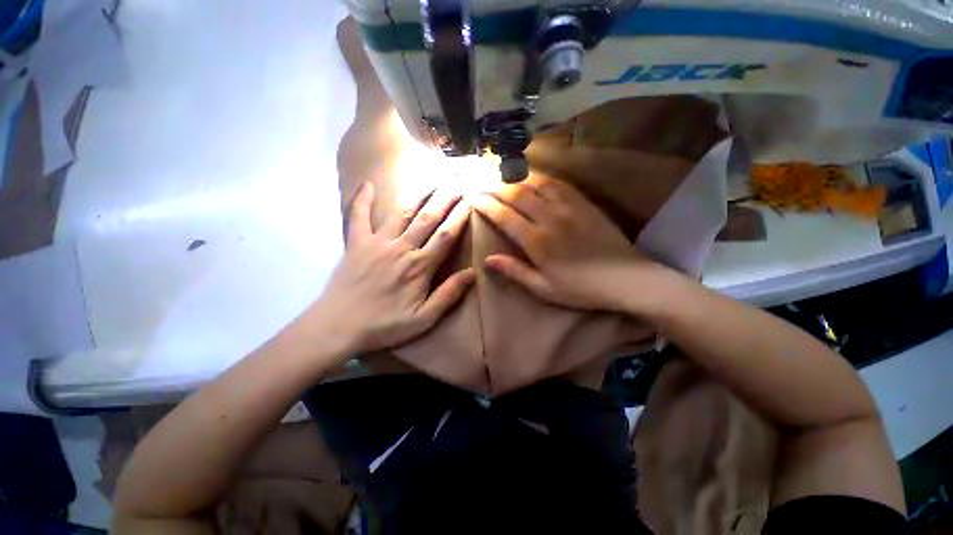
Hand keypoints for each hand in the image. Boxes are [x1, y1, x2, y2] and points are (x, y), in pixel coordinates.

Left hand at [312, 183, 474, 351]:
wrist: (338, 326)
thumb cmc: (384, 325)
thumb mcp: (423, 319)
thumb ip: (448, 295)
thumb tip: (472, 273)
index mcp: (419, 267)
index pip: (446, 236)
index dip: (459, 218)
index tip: (470, 201)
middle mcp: (401, 248)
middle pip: (428, 219)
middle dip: (445, 200)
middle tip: (457, 183)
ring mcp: (377, 243)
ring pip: (403, 213)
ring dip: (420, 196)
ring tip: (433, 182)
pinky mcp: (356, 243)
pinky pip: (358, 217)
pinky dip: (362, 200)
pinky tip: (367, 184)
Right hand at [473, 175, 665, 311]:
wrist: (625, 278)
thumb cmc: (580, 288)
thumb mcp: (543, 288)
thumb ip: (515, 271)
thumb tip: (488, 259)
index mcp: (537, 241)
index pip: (504, 216)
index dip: (486, 204)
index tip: (473, 197)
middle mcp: (549, 218)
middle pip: (517, 194)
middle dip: (496, 186)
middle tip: (482, 182)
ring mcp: (568, 207)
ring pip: (537, 184)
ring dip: (517, 177)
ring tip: (503, 175)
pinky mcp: (584, 203)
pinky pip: (558, 184)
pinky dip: (541, 178)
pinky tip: (534, 177)